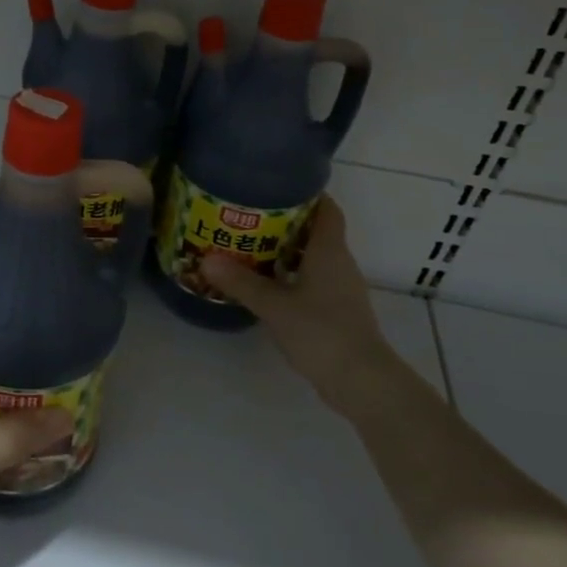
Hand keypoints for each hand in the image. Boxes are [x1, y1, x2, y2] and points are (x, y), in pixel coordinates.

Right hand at [202, 196, 407, 414]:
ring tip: (248, 246)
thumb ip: (241, 282)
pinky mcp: (337, 311)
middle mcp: (339, 264)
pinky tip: (265, 284)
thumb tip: (206, 259)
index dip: (306, 194)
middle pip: (315, 231)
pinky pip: (311, 281)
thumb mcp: (274, 305)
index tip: (275, 186)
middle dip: (285, 222)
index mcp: (329, 251)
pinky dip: (290, 276)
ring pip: (312, 258)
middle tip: (247, 216)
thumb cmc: (321, 332)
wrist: (361, 381)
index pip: (326, 209)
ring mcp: (341, 289)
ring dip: (285, 251)